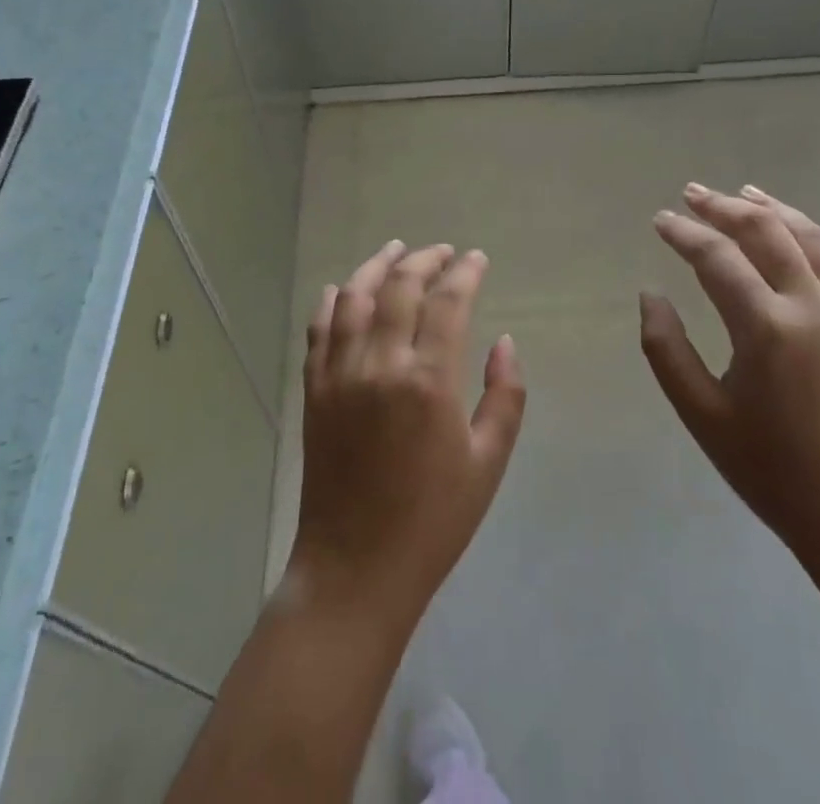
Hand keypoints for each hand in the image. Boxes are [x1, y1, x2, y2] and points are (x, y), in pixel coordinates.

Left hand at [288, 242, 526, 626]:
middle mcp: (380, 364)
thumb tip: (504, 341)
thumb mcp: (488, 463)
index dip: (465, 272)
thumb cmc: (433, 520)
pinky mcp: (314, 390)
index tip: (477, 258)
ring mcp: (340, 374)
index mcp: (428, 381)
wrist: (356, 568)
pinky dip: (332, 301)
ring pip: (354, 296)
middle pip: (400, 287)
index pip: (447, 302)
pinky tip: (343, 288)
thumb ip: (505, 396)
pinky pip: (319, 329)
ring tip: (396, 250)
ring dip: (377, 266)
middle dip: (425, 260)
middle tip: (444, 252)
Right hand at [640, 184, 819, 576]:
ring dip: (774, 209)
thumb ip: (666, 349)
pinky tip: (811, 227)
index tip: (660, 219)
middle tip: (692, 193)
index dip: (684, 233)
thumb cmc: (773, 471)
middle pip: (765, 232)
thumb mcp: (703, 415)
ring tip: (744, 191)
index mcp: (766, 328)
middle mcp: (812, 306)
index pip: (717, 257)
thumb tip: (650, 295)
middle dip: (724, 207)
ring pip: (810, 238)